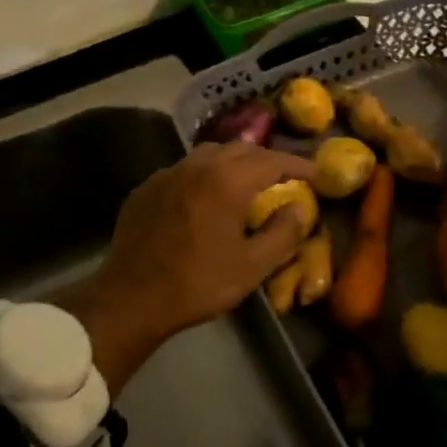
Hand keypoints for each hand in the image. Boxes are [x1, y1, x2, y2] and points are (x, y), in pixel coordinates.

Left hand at [68, 143, 315, 394]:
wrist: (131, 298)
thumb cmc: (197, 283)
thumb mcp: (252, 267)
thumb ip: (283, 233)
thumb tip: (301, 208)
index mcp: (227, 181)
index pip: (272, 160)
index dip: (297, 164)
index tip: (315, 173)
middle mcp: (198, 166)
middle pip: (241, 149)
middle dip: (266, 158)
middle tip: (283, 176)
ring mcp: (168, 173)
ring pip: (209, 153)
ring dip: (234, 161)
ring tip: (246, 180)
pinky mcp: (147, 187)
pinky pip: (184, 169)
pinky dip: (204, 174)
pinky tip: (205, 195)